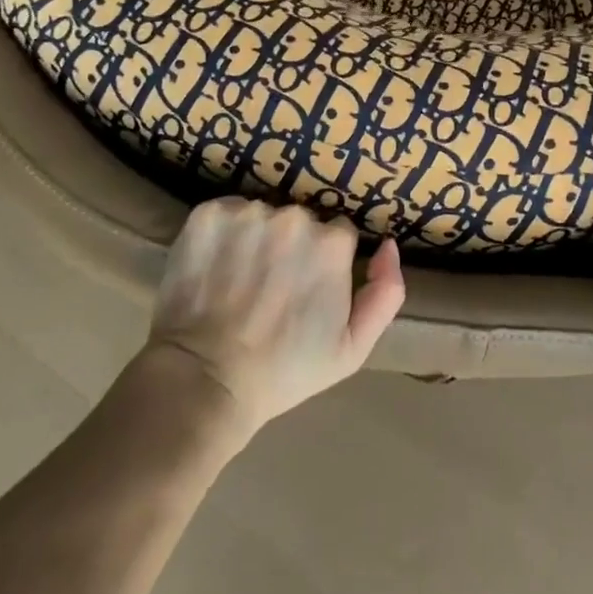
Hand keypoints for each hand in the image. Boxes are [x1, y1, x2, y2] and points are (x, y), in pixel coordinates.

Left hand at [147, 197, 405, 441]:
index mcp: (332, 243)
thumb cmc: (284, 371)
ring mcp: (248, 213)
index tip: (305, 288)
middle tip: (270, 288)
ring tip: (239, 279)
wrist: (204, 381)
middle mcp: (294, 217)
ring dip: (256, 237)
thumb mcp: (352, 348)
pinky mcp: (207, 214)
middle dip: (290, 246)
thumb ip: (386, 292)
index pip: (336, 234)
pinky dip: (222, 234)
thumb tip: (388, 244)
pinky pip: (225, 213)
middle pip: (299, 220)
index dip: (322, 261)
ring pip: (262, 215)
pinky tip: (214, 266)